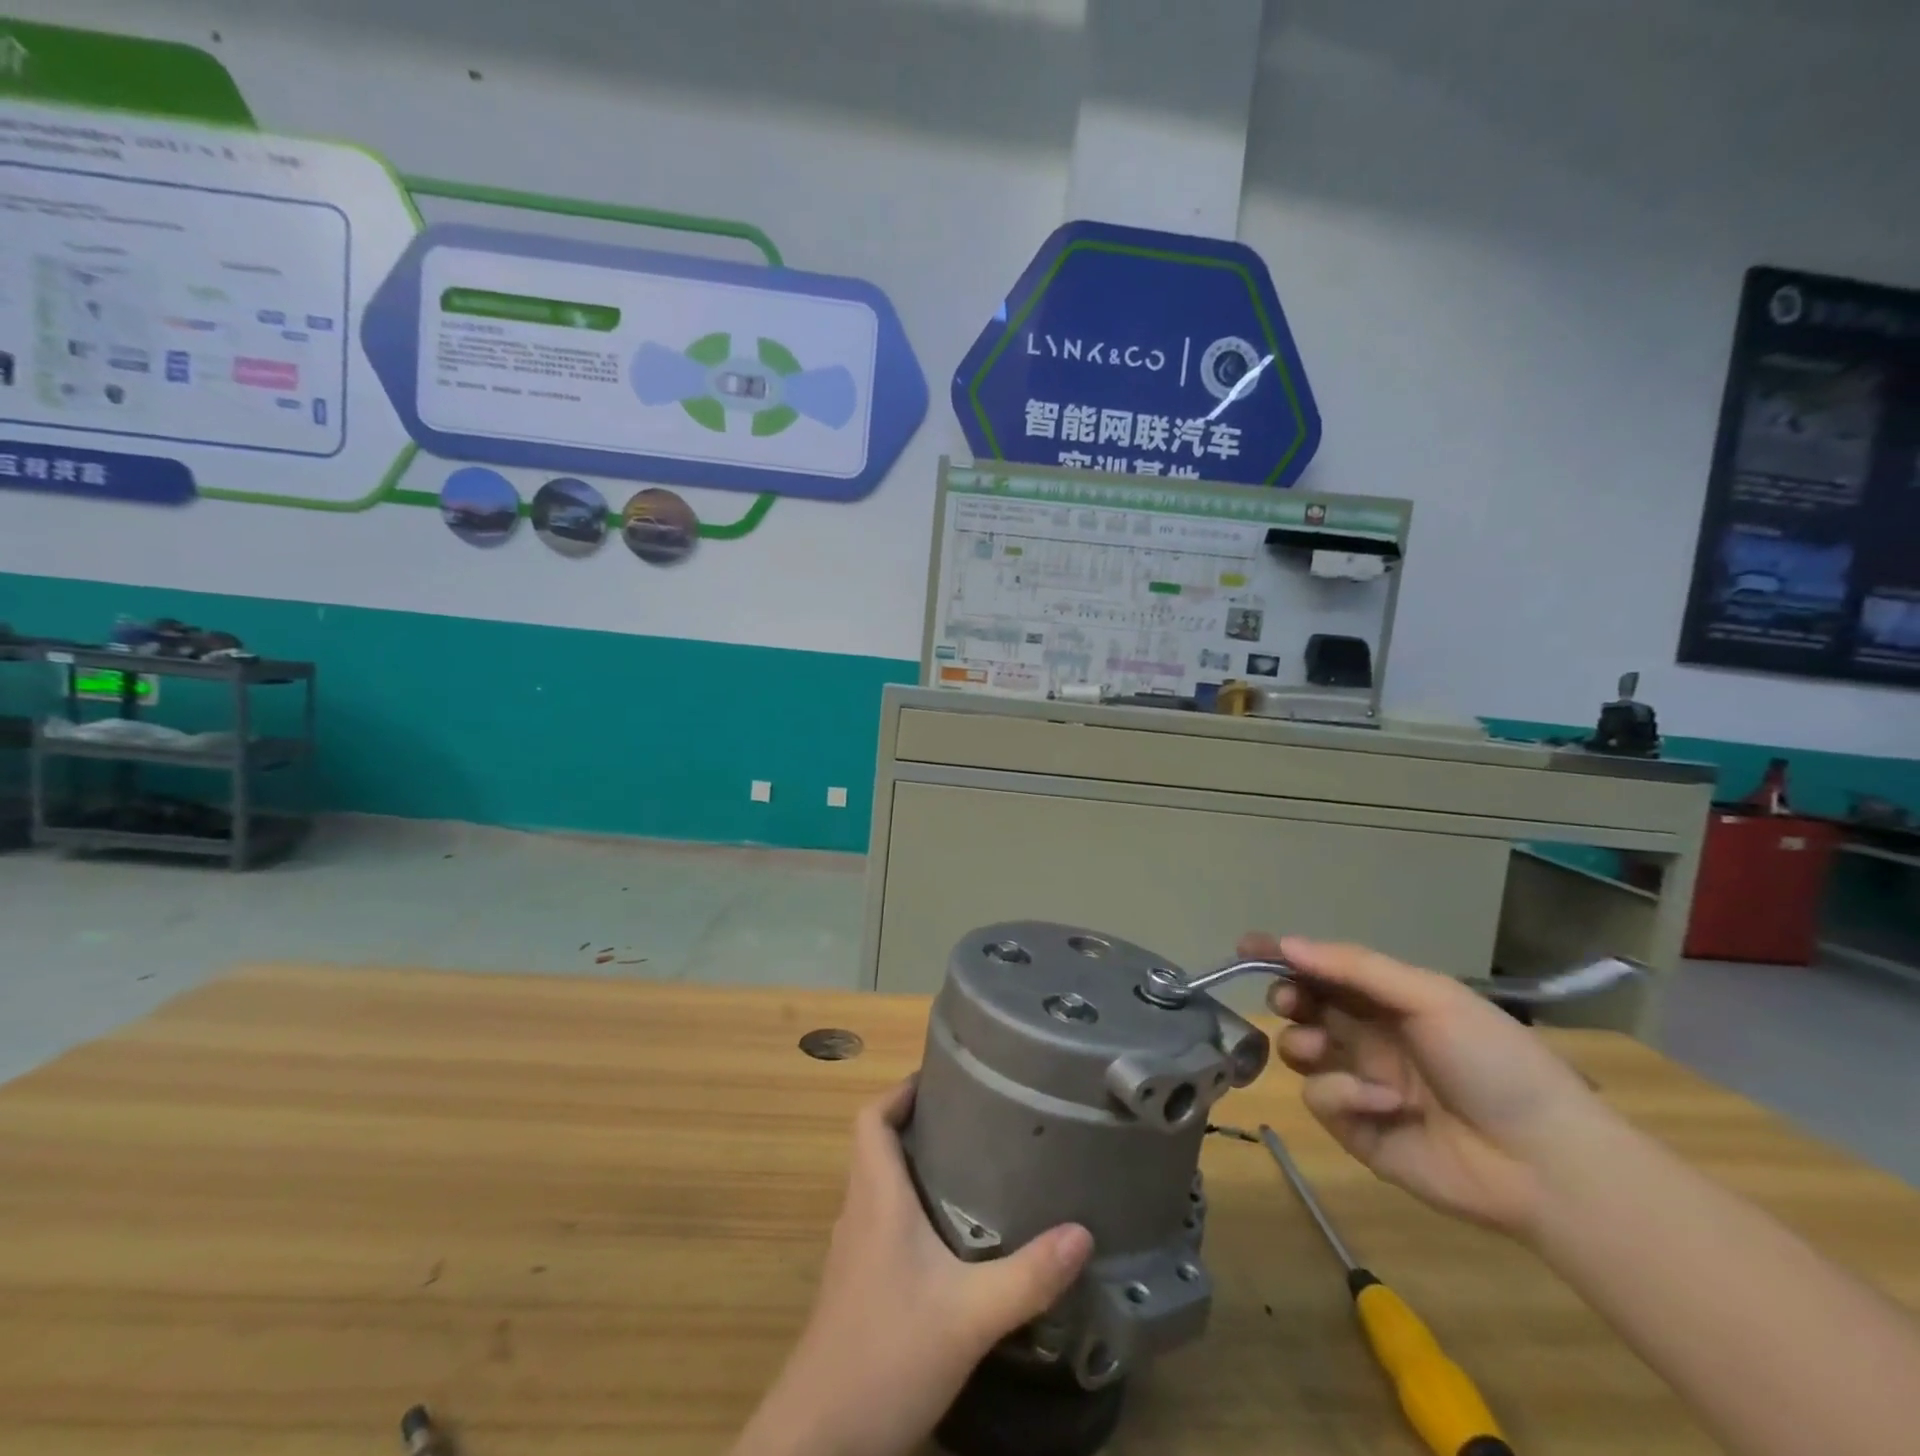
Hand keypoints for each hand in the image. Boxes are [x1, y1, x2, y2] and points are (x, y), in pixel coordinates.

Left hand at [731, 1081, 1092, 1455]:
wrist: (819, 1440)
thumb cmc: (887, 1355)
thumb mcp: (970, 1315)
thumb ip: (1028, 1275)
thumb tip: (1082, 1231)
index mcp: (876, 1198)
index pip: (871, 1118)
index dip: (900, 1091)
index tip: (942, 1078)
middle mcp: (859, 1213)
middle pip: (877, 1145)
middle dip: (918, 1122)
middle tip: (973, 1117)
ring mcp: (852, 1252)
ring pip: (878, 1184)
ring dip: (913, 1165)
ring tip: (971, 1164)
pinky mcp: (855, 1286)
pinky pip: (880, 1221)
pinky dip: (909, 1208)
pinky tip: (949, 1236)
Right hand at [1247, 933, 1614, 1237]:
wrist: (1546, 1162)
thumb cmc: (1493, 1061)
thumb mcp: (1428, 997)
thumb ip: (1354, 968)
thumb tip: (1286, 944)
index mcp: (1389, 1001)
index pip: (1324, 970)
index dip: (1285, 956)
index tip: (1246, 947)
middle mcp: (1370, 1037)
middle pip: (1304, 1008)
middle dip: (1287, 998)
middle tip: (1287, 1002)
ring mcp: (1361, 1083)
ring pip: (1300, 1052)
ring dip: (1303, 1044)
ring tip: (1322, 1051)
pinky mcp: (1357, 1131)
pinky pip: (1321, 1100)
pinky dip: (1342, 1095)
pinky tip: (1381, 1105)